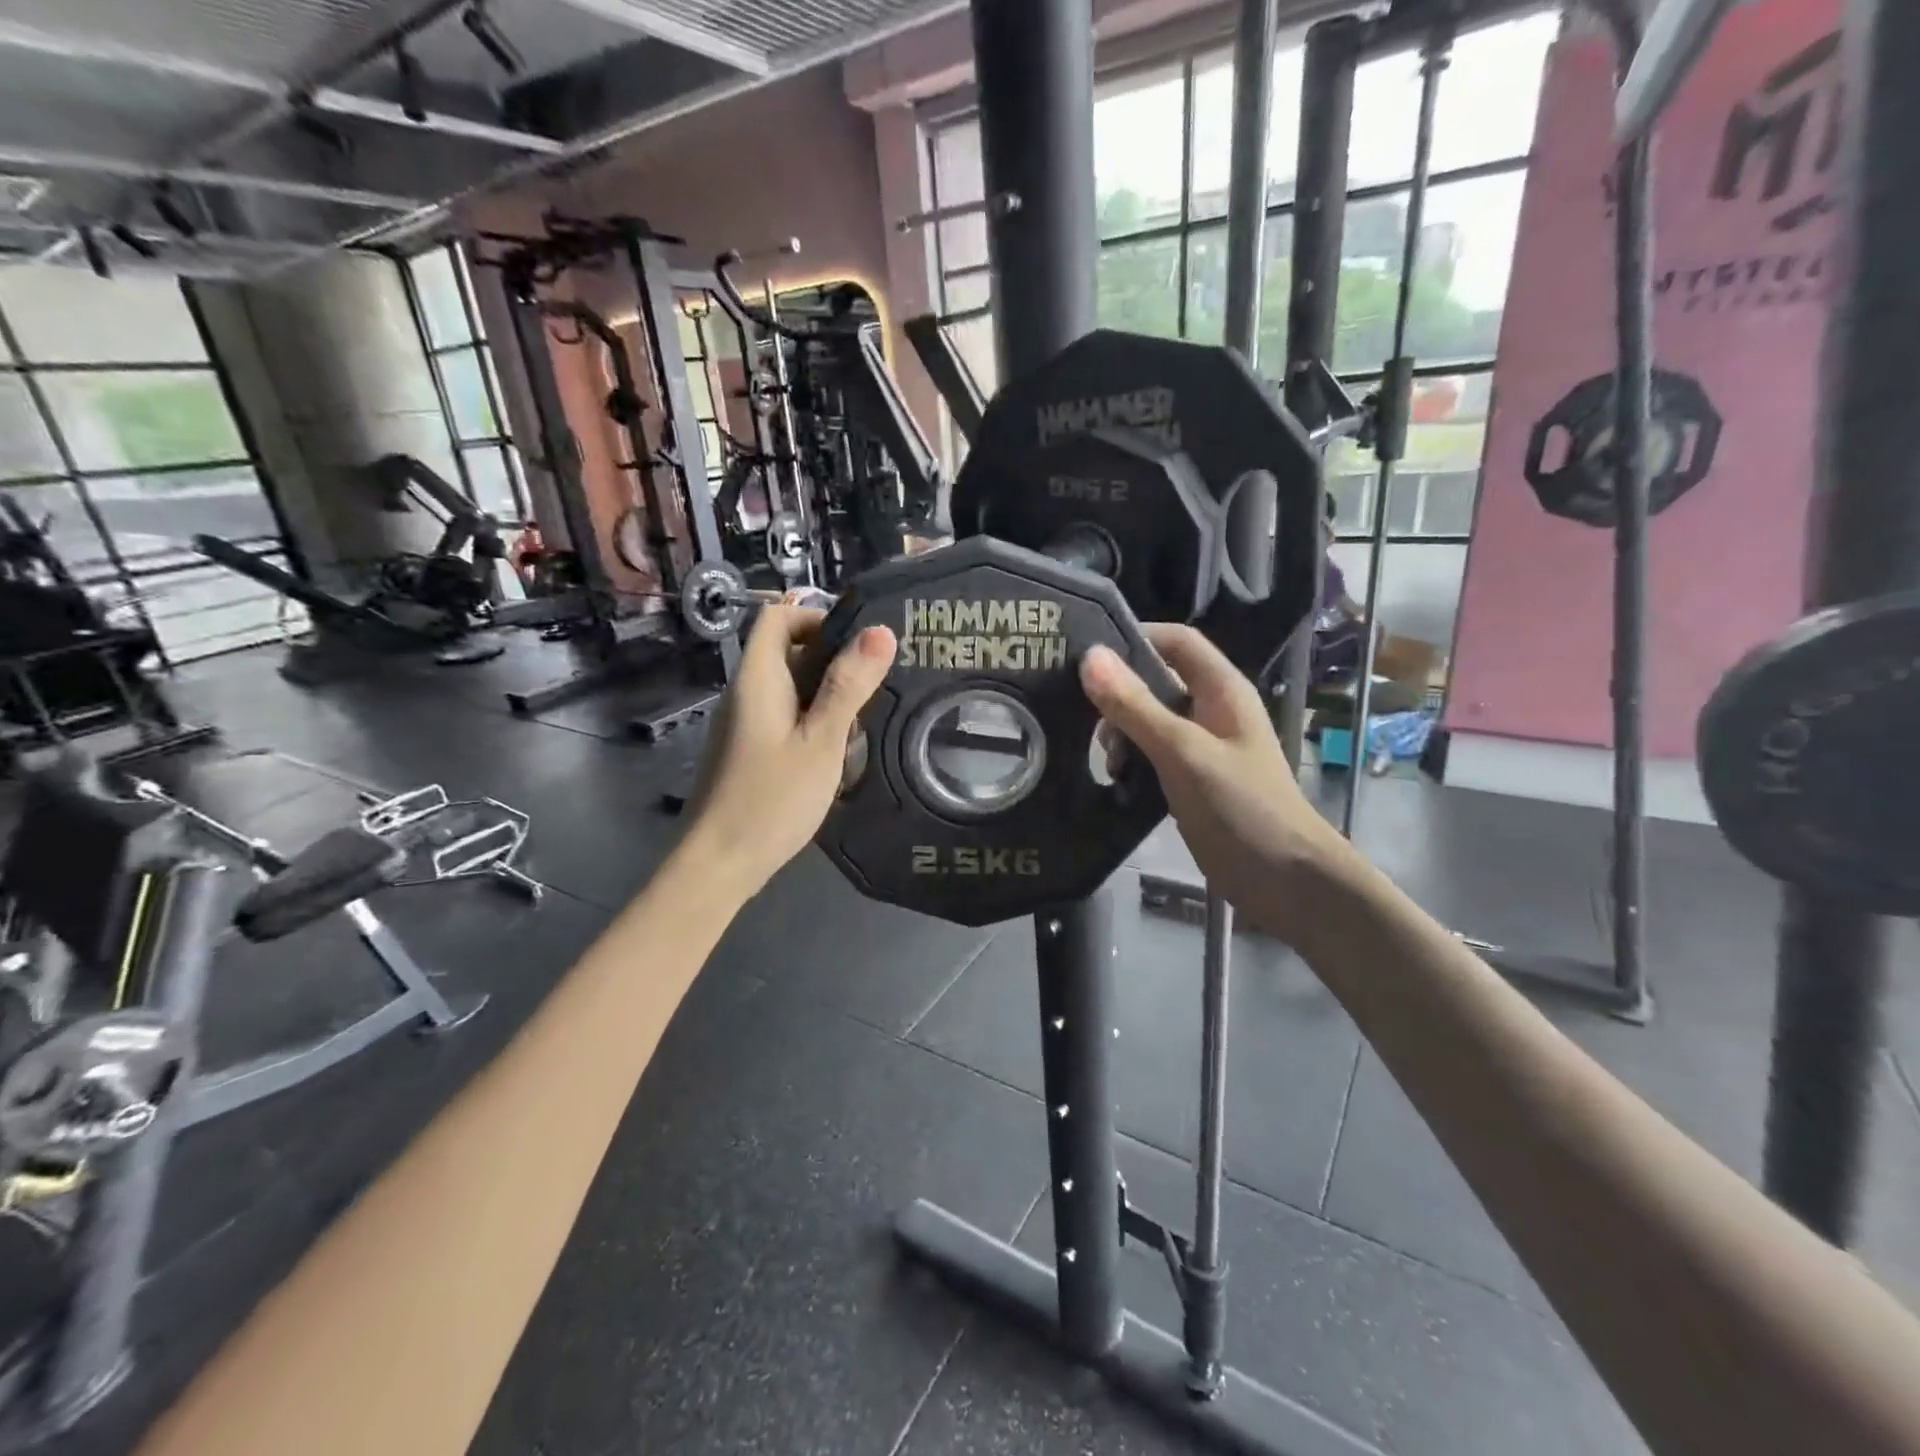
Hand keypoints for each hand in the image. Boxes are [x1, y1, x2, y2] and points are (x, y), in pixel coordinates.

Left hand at [684, 606, 895, 897]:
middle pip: (786, 650)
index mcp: (757, 679)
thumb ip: (849, 686)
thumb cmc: (771, 799)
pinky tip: (836, 752)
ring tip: (861, 722)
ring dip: (827, 695)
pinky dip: (813, 721)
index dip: (817, 617)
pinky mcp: (749, 749)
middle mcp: (745, 692)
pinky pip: (785, 716)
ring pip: (790, 687)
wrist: (719, 864)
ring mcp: (744, 723)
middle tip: (874, 686)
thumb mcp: (820, 741)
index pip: (778, 617)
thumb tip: (880, 631)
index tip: (859, 644)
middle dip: (832, 660)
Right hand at [1080, 624, 1355, 941]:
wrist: (1284, 879)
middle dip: (1120, 694)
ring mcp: (1203, 746)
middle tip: (1088, 720)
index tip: (1087, 654)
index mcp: (1222, 690)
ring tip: (1106, 760)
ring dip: (1123, 732)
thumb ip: (1136, 706)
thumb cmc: (1241, 807)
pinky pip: (1154, 754)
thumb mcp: (1183, 752)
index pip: (1176, 641)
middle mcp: (1213, 710)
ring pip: (1151, 720)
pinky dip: (1132, 759)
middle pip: (1158, 681)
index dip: (1135, 637)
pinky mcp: (1193, 779)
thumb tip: (1090, 657)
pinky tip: (1115, 779)